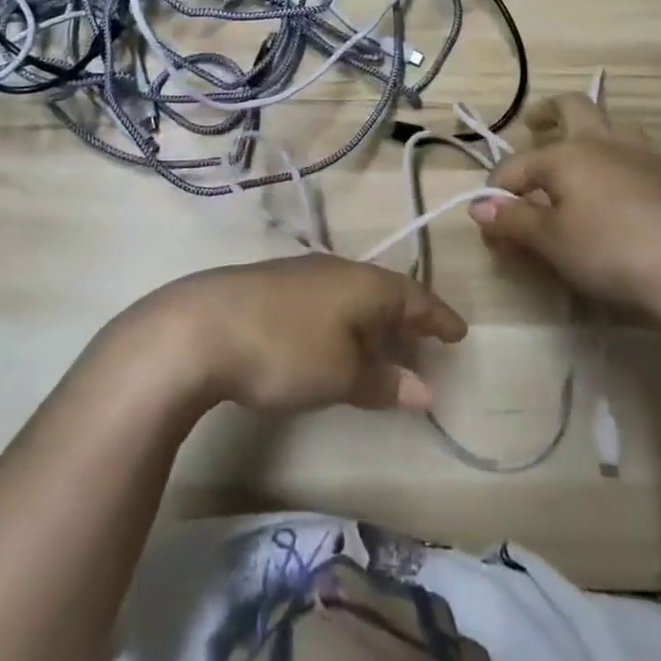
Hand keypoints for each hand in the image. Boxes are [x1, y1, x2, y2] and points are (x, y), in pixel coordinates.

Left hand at [138, 257, 467, 413]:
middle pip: (384, 291)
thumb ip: (383, 381)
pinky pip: (327, 300)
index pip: (414, 296)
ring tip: (384, 345)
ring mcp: (302, 275)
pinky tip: (332, 340)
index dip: (438, 316)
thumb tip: (426, 390)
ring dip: (373, 320)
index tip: (459, 333)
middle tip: (426, 341)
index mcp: (363, 284)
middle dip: (407, 317)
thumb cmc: (284, 349)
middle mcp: (337, 270)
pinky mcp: (273, 287)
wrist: (201, 327)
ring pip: (353, 294)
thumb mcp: (340, 374)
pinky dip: (344, 321)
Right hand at [471, 94, 660, 320]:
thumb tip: (478, 208)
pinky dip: (660, 164)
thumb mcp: (550, 241)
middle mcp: (605, 144)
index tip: (489, 223)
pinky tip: (656, 177)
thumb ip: (514, 220)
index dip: (498, 191)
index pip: (517, 165)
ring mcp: (649, 158)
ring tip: (592, 152)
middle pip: (574, 107)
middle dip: (549, 112)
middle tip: (534, 124)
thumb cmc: (609, 251)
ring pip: (621, 127)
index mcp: (566, 154)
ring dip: (603, 134)